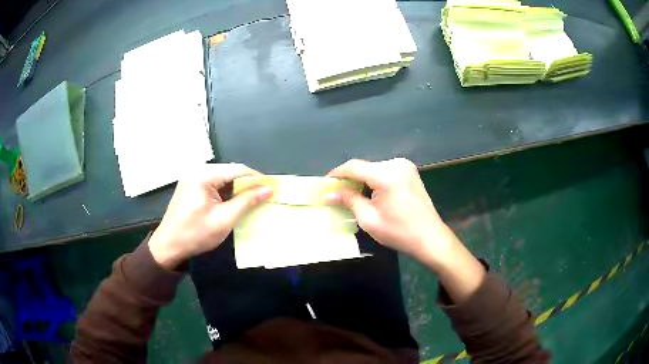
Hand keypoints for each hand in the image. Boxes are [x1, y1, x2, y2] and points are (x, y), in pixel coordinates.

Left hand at [148, 163, 272, 269]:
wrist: (168, 246)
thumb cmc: (196, 234)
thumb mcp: (224, 219)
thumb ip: (247, 201)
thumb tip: (268, 189)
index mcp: (204, 175)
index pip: (237, 169)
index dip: (257, 178)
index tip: (272, 189)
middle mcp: (197, 171)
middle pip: (230, 172)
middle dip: (247, 184)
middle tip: (264, 197)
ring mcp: (193, 178)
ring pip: (223, 179)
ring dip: (237, 189)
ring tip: (252, 201)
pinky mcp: (191, 186)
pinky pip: (214, 185)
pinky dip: (226, 193)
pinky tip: (234, 204)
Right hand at [327, 158, 449, 259]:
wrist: (430, 238)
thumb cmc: (399, 232)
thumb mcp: (369, 219)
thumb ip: (349, 200)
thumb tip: (330, 194)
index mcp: (386, 175)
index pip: (353, 167)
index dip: (336, 174)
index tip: (326, 184)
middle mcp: (396, 164)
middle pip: (364, 166)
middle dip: (349, 178)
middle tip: (337, 193)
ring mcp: (405, 166)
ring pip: (374, 168)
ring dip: (362, 179)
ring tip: (351, 194)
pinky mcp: (410, 171)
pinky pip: (385, 171)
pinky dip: (374, 179)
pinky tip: (370, 192)